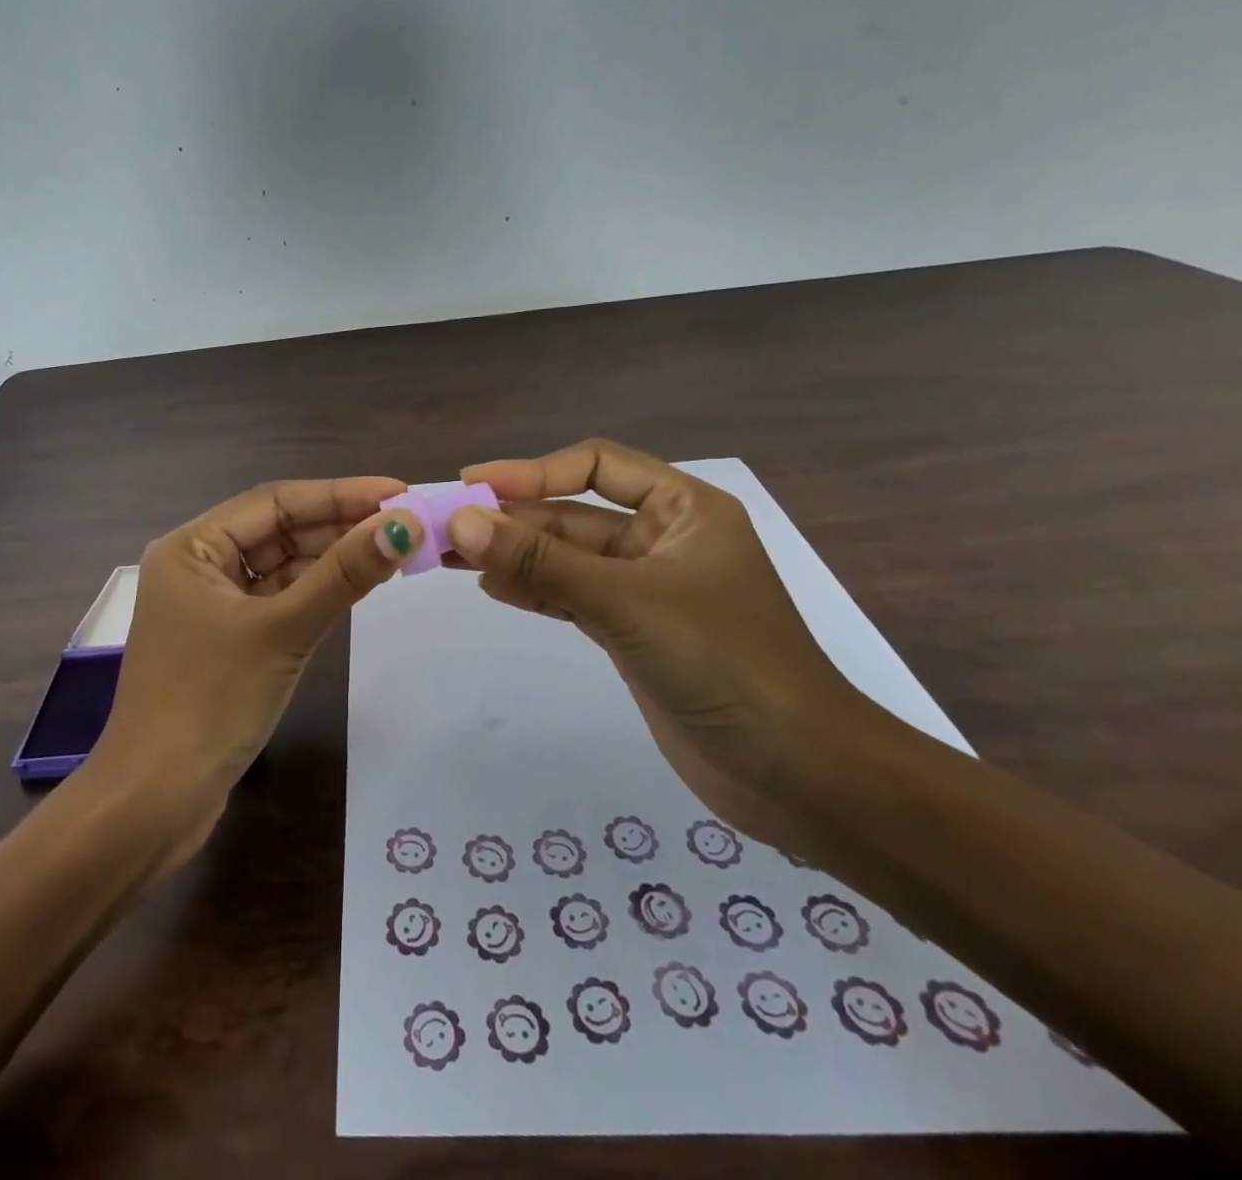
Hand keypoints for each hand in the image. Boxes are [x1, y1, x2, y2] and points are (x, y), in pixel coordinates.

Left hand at [89, 477, 426, 814]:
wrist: (156, 802)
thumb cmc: (210, 702)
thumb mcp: (283, 630)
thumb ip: (344, 574)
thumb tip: (404, 524)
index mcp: (192, 547)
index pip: (276, 502)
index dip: (340, 494)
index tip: (398, 493)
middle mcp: (198, 566)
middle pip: (280, 531)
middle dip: (340, 526)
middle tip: (406, 524)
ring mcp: (211, 606)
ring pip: (282, 567)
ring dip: (332, 559)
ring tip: (394, 549)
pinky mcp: (228, 641)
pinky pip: (279, 601)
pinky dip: (316, 593)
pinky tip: (358, 586)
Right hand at [447, 440, 890, 839]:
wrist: (798, 775)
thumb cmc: (724, 664)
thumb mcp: (626, 602)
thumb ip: (542, 562)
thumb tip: (461, 521)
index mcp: (683, 509)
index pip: (596, 466)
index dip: (532, 470)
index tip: (473, 483)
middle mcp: (664, 540)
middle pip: (574, 515)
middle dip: (512, 520)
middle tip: (443, 528)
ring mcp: (648, 590)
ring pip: (568, 559)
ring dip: (515, 556)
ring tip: (451, 557)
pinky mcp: (634, 634)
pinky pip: (573, 598)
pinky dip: (535, 591)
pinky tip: (493, 588)